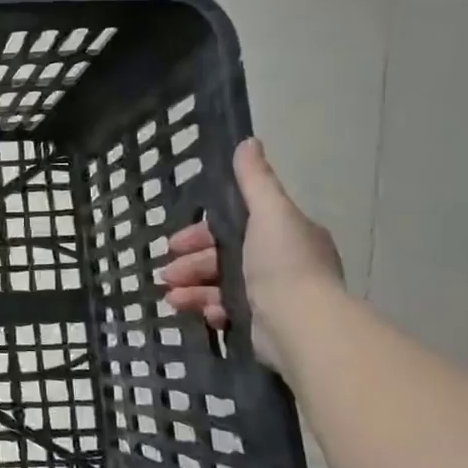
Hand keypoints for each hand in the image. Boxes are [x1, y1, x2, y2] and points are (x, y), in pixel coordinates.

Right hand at [162, 139, 343, 370]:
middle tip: (167, 274)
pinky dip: (210, 310)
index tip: (175, 242)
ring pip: (220, 285)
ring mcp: (272, 296)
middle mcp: (281, 263)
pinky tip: (203, 313)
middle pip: (224, 257)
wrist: (301, 324)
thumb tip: (248, 142)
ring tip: (171, 296)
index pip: (235, 226)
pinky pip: (228, 312)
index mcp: (286, 234)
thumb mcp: (269, 212)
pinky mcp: (262, 325)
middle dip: (191, 264)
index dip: (202, 232)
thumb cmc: (283, 264)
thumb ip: (255, 180)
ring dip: (192, 288)